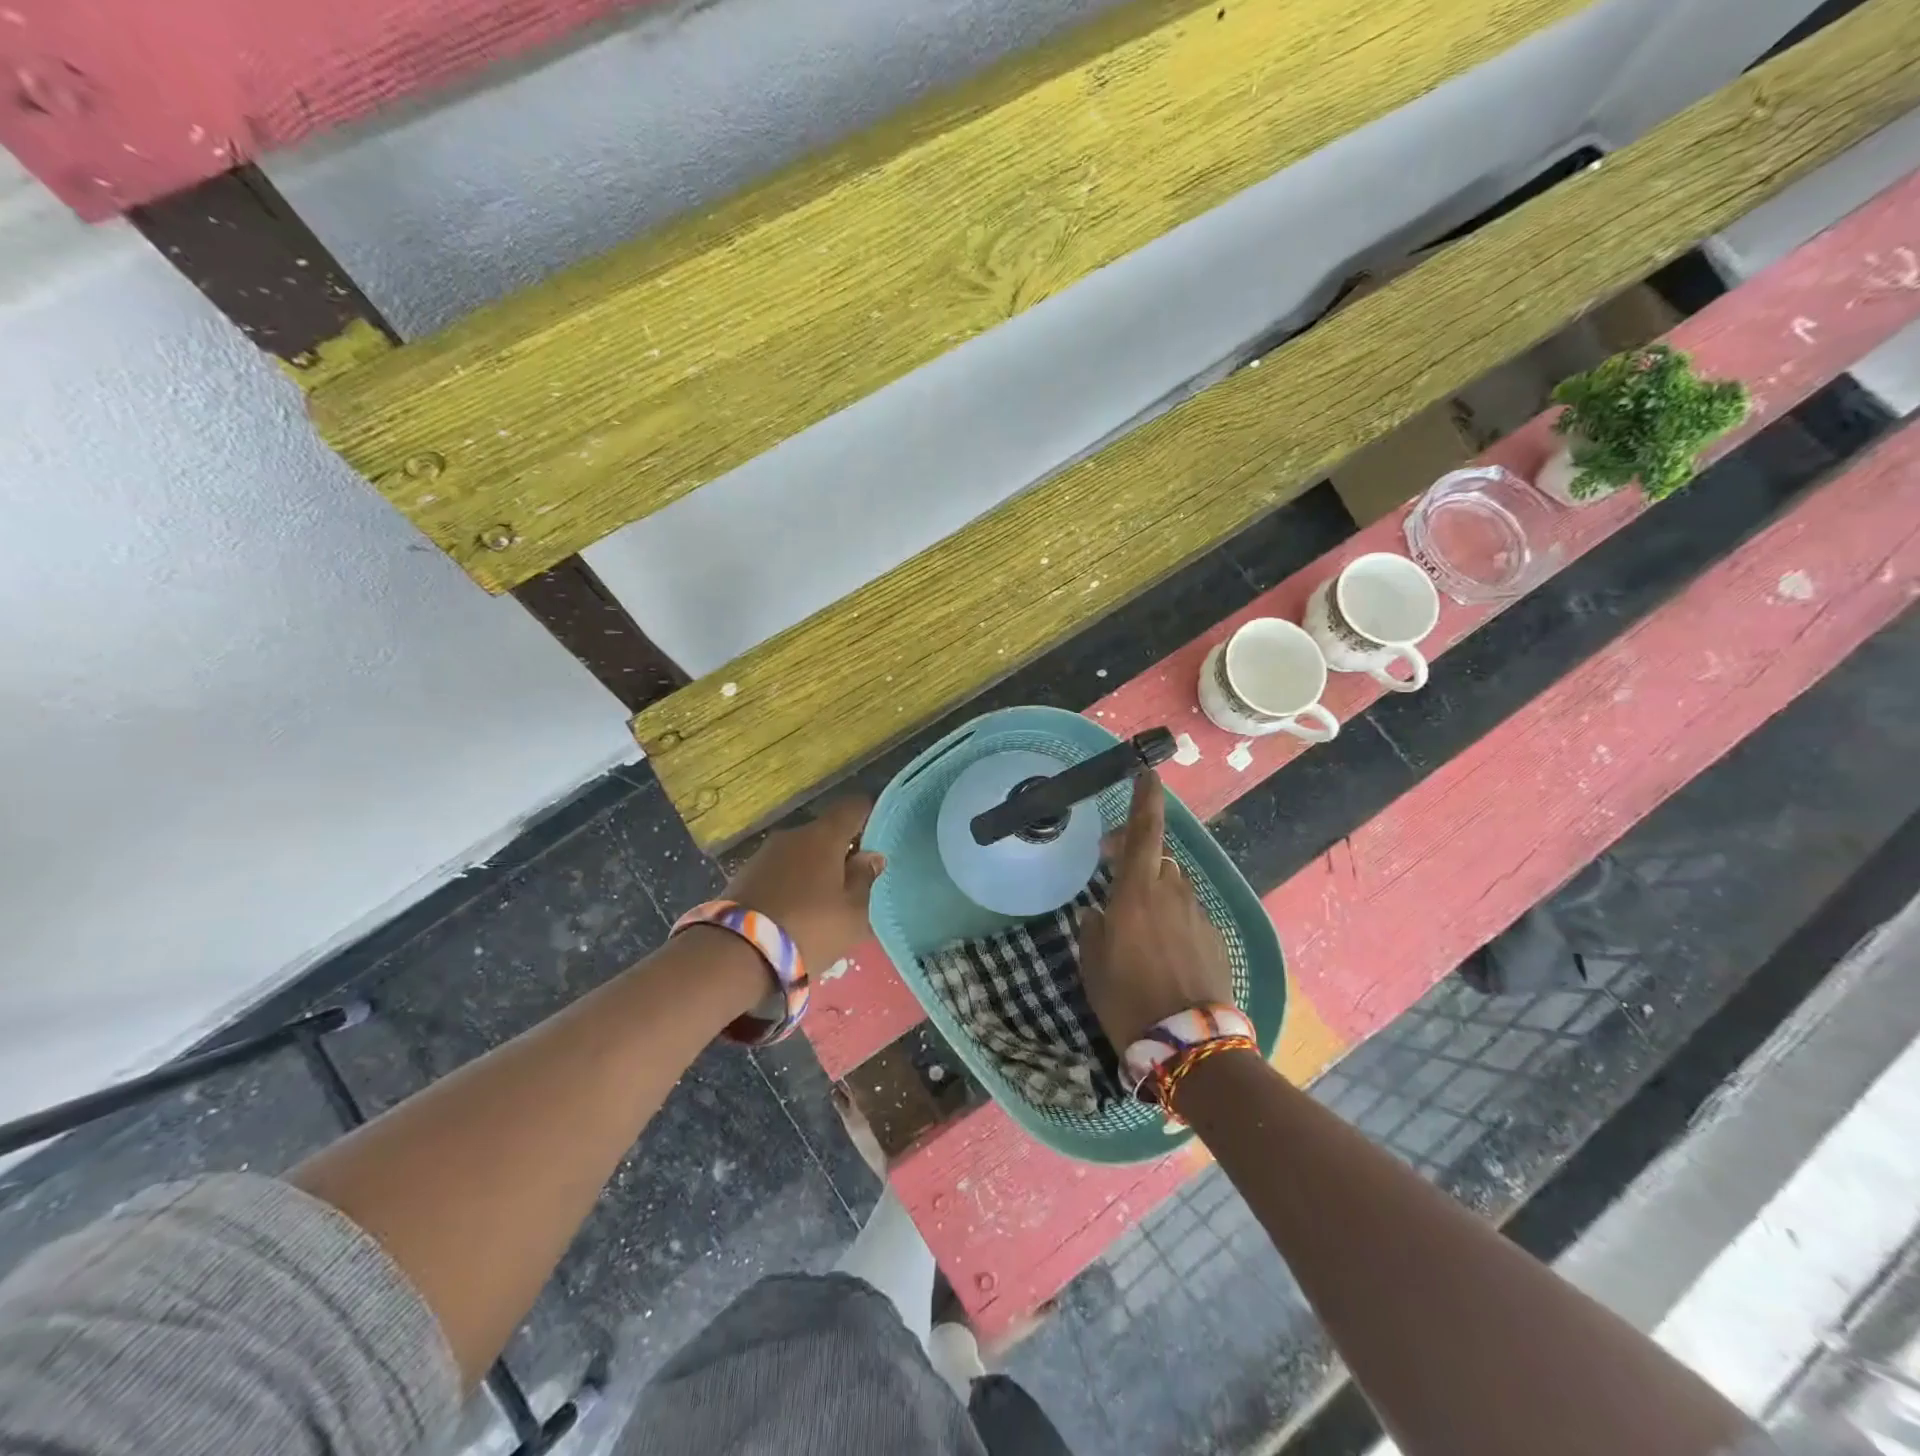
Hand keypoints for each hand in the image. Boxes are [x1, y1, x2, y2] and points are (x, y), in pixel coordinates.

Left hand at [723, 797, 884, 971]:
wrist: (734, 956)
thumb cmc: (807, 929)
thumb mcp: (853, 913)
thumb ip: (866, 880)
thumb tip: (871, 856)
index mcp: (823, 836)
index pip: (853, 807)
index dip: (870, 816)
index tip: (881, 838)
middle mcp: (792, 835)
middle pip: (826, 832)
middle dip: (843, 851)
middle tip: (857, 882)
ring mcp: (764, 854)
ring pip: (801, 853)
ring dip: (816, 869)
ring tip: (827, 903)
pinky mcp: (744, 875)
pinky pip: (780, 871)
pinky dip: (793, 883)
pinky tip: (797, 911)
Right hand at [1079, 772, 1233, 1048]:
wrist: (1189, 1044)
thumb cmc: (1127, 999)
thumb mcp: (1093, 964)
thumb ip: (1093, 930)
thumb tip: (1098, 914)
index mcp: (1137, 892)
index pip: (1144, 832)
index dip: (1146, 799)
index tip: (1149, 773)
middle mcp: (1172, 893)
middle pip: (1158, 858)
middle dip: (1138, 856)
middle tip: (1113, 869)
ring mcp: (1198, 915)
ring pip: (1175, 887)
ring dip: (1156, 890)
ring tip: (1138, 921)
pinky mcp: (1215, 938)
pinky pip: (1189, 914)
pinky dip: (1174, 918)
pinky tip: (1163, 950)